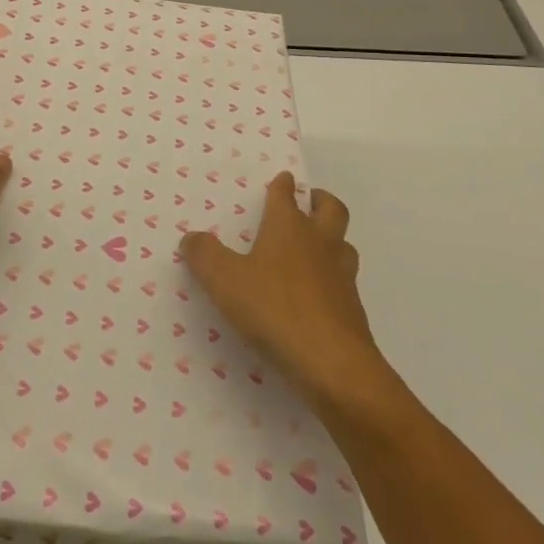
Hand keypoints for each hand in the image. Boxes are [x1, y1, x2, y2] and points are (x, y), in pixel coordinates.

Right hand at [180, 173, 389, 417]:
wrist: (332, 364)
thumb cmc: (275, 309)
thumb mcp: (225, 281)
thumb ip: (204, 256)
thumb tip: (191, 237)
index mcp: (288, 227)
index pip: (286, 194)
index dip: (283, 185)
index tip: (283, 179)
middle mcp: (319, 242)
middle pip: (331, 209)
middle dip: (320, 200)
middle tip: (310, 201)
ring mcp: (341, 275)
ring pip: (344, 243)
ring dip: (332, 238)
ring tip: (315, 247)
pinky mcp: (353, 308)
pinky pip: (346, 281)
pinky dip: (334, 277)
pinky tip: (318, 294)